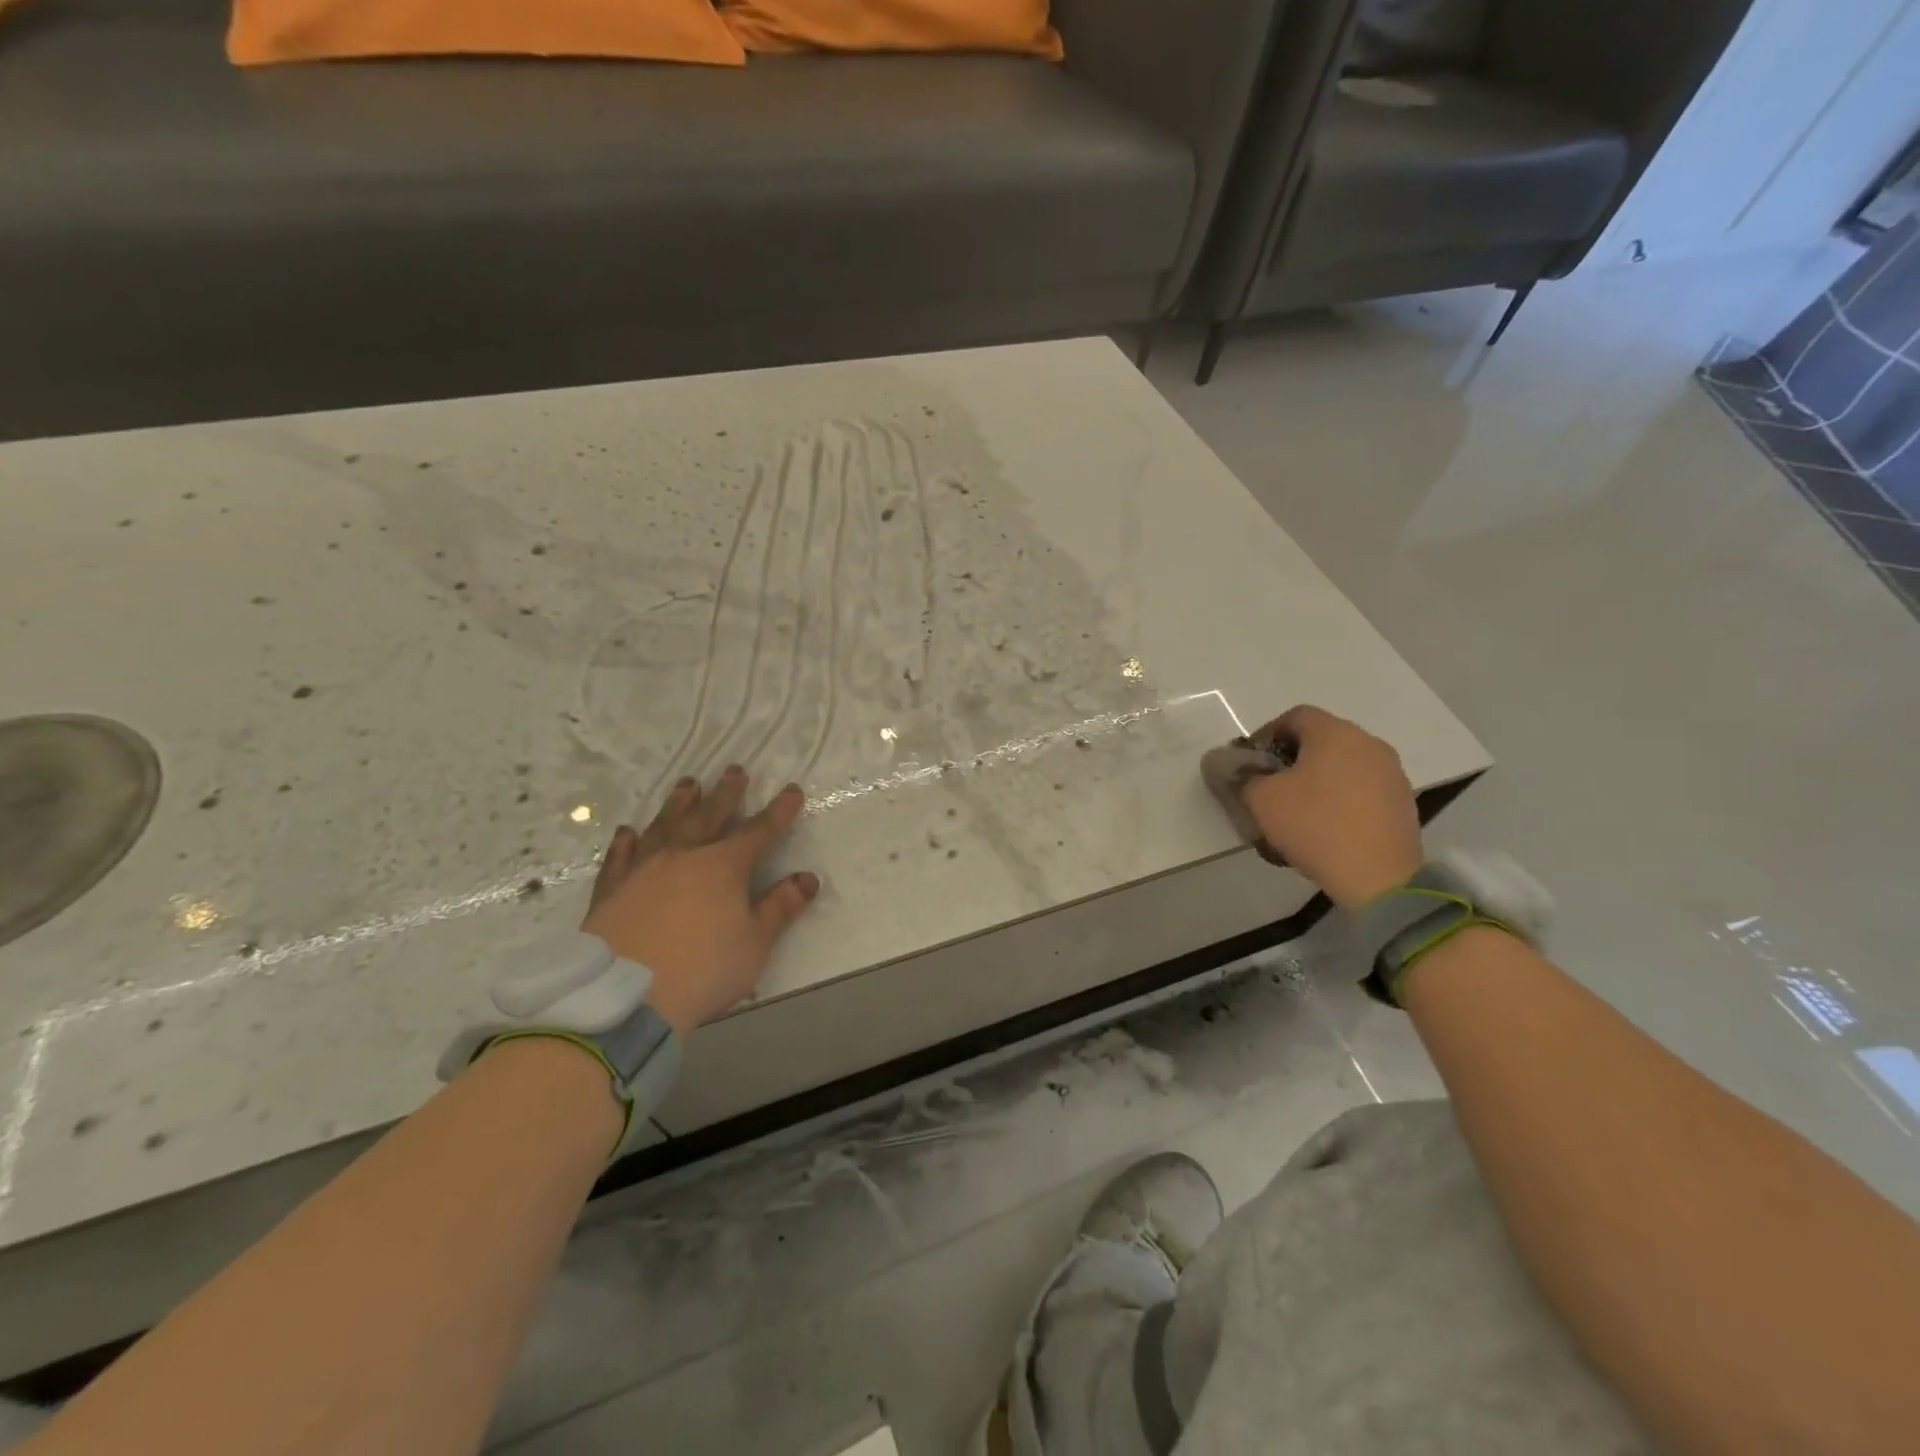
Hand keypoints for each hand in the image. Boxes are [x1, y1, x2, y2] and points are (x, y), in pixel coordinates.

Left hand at [581, 767, 818, 1034]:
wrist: (624, 997)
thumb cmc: (703, 970)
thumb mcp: (755, 944)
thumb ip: (781, 908)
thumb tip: (807, 879)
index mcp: (723, 867)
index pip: (759, 832)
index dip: (778, 811)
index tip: (792, 790)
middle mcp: (683, 857)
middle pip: (709, 817)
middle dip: (726, 794)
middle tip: (735, 770)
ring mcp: (643, 871)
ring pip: (664, 827)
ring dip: (678, 804)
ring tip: (688, 784)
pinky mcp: (611, 891)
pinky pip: (619, 859)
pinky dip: (625, 843)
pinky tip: (627, 832)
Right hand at [1239, 706, 1422, 911]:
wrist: (1377, 877)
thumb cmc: (1315, 825)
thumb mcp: (1262, 800)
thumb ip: (1245, 777)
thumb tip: (1241, 771)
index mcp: (1335, 733)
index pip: (1295, 716)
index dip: (1267, 734)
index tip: (1251, 762)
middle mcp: (1368, 743)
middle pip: (1321, 738)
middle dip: (1291, 757)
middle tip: (1270, 785)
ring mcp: (1391, 772)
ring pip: (1343, 763)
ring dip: (1317, 778)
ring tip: (1297, 809)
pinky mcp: (1402, 801)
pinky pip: (1361, 787)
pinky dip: (1340, 796)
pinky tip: (1326, 825)